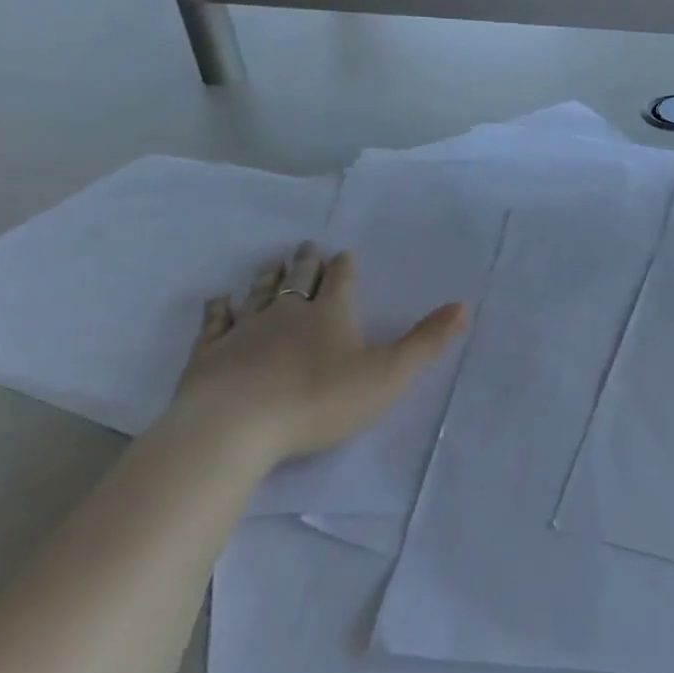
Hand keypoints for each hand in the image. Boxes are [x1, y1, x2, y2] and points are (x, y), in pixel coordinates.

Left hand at [167, 241, 466, 465]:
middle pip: (300, 280)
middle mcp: (289, 313)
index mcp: (332, 315)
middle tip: (307, 246)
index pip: (341, 282)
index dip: (345, 268)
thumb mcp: (388, 374)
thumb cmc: (320, 399)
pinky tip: (219, 301)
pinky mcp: (210, 354)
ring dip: (269, 277)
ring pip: (260, 294)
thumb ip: (426, 342)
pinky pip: (216, 323)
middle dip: (307, 263)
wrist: (237, 426)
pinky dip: (219, 309)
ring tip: (274, 262)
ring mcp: (246, 331)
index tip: (344, 254)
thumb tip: (463, 305)